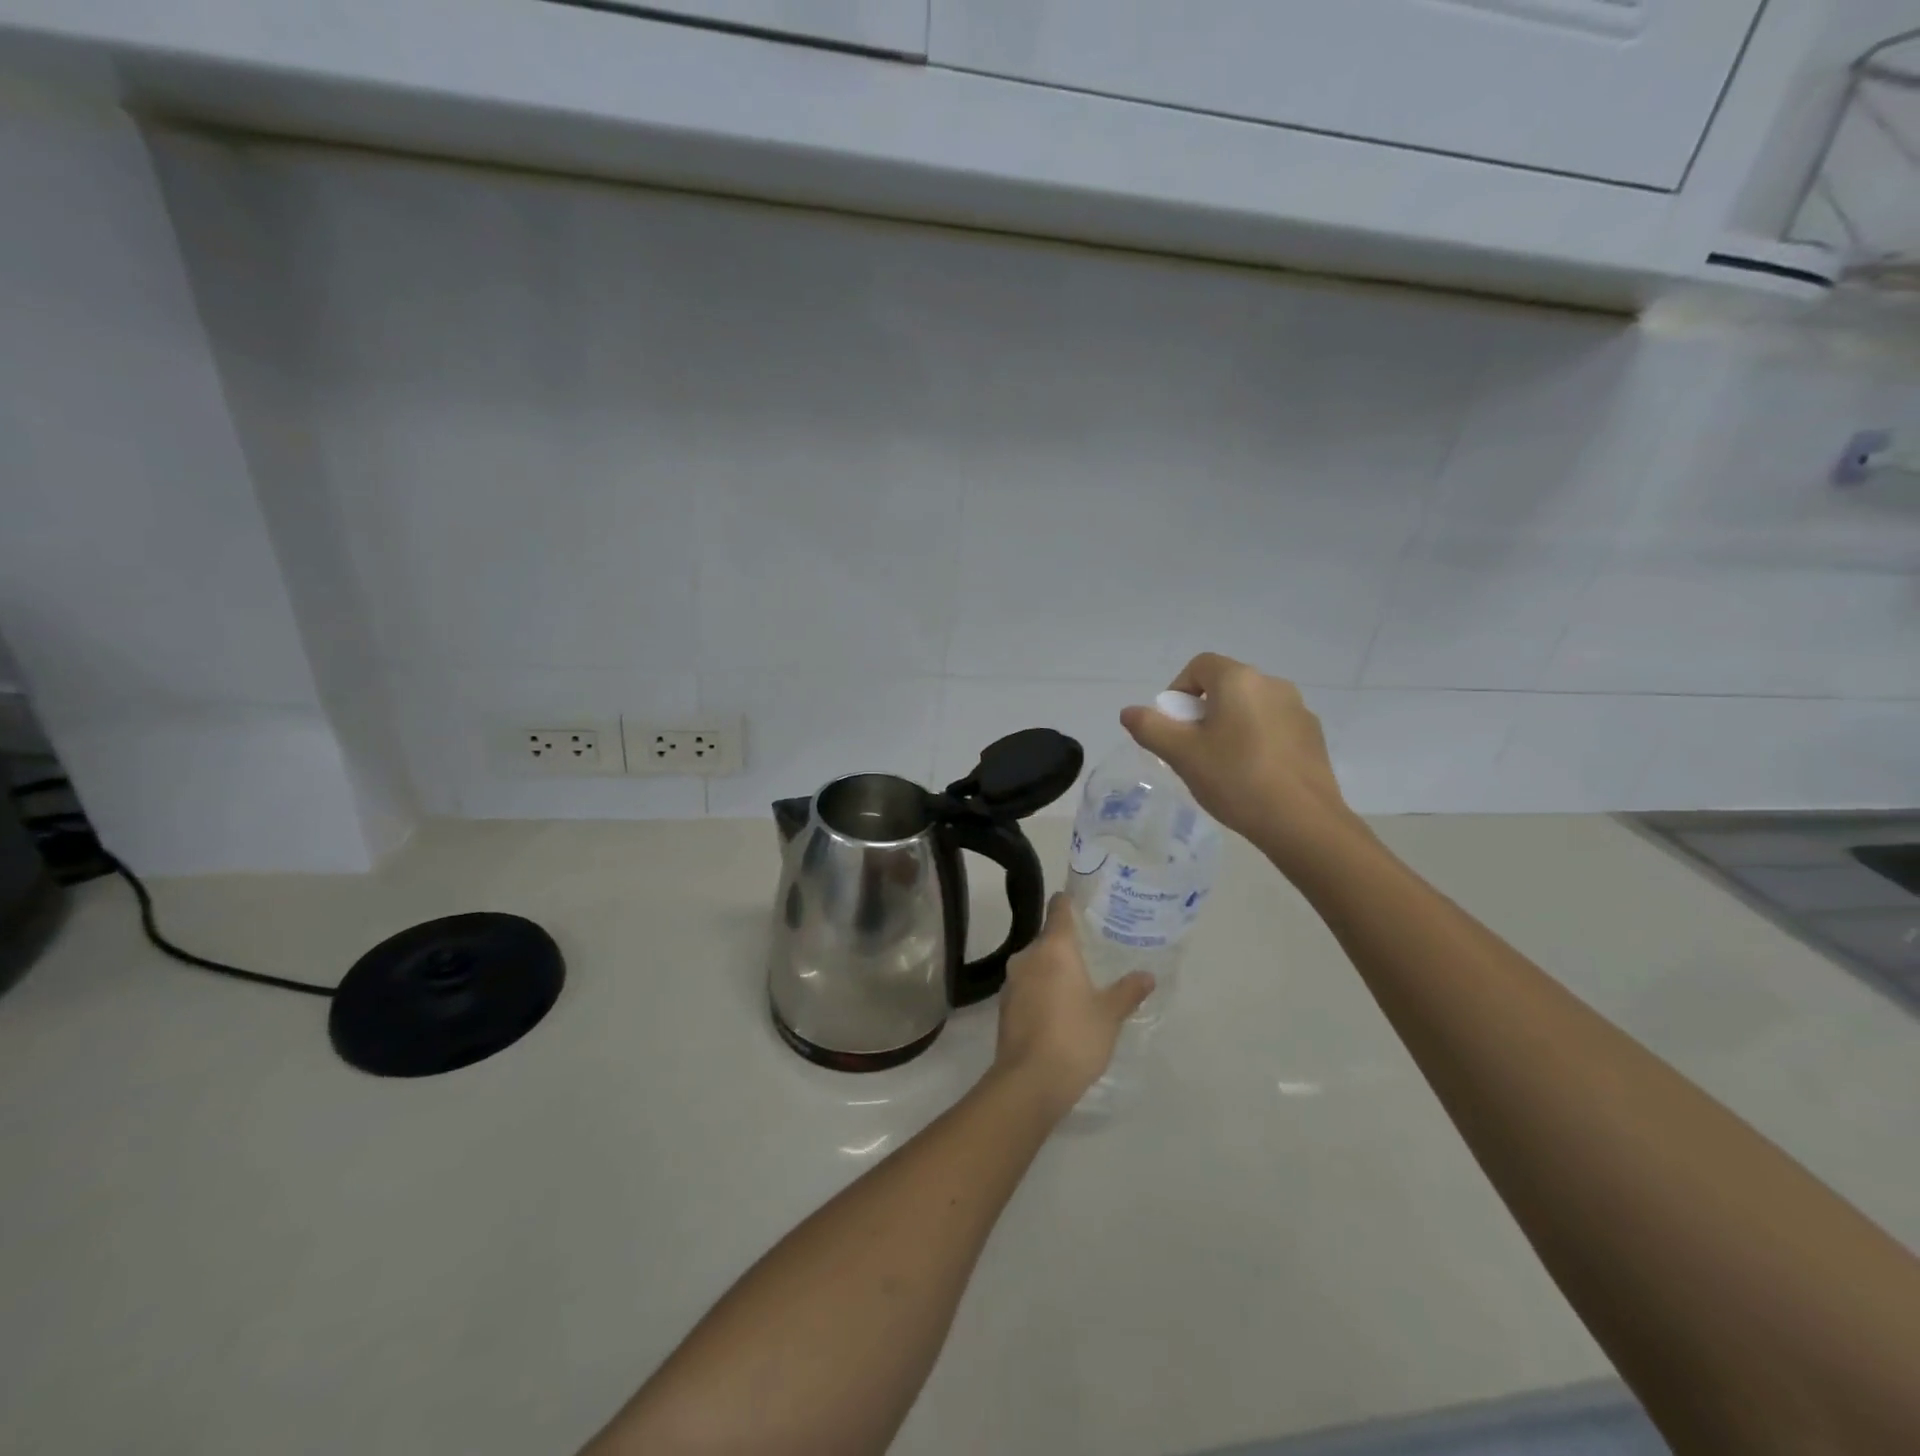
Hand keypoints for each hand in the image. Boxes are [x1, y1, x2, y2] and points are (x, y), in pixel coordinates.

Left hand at [993, 894, 1152, 1118]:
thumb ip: (1127, 991)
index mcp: (1053, 948)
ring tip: (1078, 982)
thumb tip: (1147, 975)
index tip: (1081, 901)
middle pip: (1047, 939)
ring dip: (1052, 970)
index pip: (1058, 910)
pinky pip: (1027, 987)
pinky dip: (1041, 990)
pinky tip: (1058, 1009)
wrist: (1029, 1081)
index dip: (1068, 902)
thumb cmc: (1074, 1037)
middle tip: (1092, 952)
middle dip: (1065, 944)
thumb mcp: (1109, 1015)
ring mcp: (1012, 982)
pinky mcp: (1005, 1006)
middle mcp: (1027, 957)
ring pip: (1035, 964)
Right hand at [1120, 652, 1356, 866]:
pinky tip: (1252, 776)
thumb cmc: (1235, 779)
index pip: (1199, 666)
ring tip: (1222, 766)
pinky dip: (1256, 741)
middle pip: (1225, 686)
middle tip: (1192, 750)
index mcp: (1239, 680)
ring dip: (1230, 726)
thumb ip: (1150, 727)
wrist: (1302, 821)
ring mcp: (1298, 710)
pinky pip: (1273, 727)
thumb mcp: (1181, 754)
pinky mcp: (1313, 736)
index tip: (1173, 726)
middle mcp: (1272, 684)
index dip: (1178, 690)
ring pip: (1250, 708)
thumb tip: (1129, 712)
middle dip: (1202, 711)